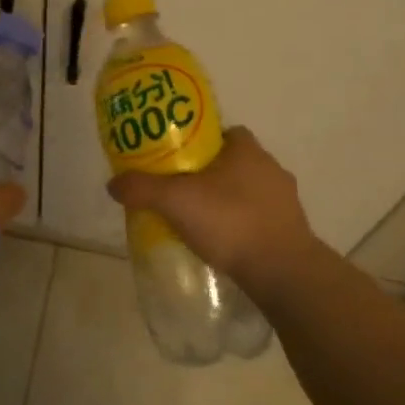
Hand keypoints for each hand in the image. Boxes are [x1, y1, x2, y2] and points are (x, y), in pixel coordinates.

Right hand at [106, 127, 327, 286]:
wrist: (283, 272)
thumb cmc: (230, 221)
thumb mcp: (175, 201)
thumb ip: (142, 188)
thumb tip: (112, 183)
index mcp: (247, 150)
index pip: (222, 132)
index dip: (198, 142)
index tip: (176, 159)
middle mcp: (271, 168)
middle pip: (232, 162)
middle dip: (208, 174)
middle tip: (179, 190)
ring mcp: (285, 201)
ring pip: (246, 192)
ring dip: (226, 202)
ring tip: (197, 220)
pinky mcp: (291, 231)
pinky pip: (258, 219)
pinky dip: (240, 226)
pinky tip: (221, 243)